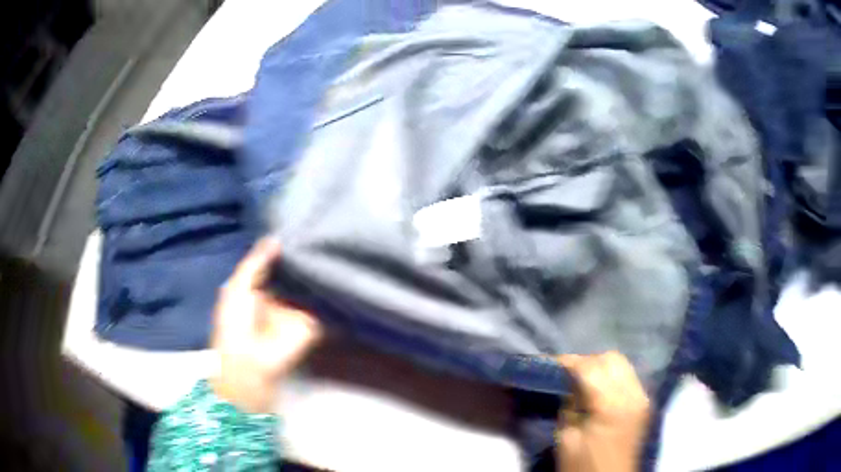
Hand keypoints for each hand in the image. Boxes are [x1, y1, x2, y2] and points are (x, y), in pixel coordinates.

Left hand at [210, 238, 321, 413]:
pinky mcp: (311, 323)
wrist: (250, 362)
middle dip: (303, 258)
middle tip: (320, 232)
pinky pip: (323, 307)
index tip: (298, 227)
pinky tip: (342, 271)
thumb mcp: (237, 286)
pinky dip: (331, 294)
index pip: (271, 263)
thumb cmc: (235, 322)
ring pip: (309, 288)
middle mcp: (277, 296)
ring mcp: (295, 310)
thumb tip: (276, 238)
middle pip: (293, 273)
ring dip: (318, 273)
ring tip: (334, 245)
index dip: (281, 249)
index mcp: (256, 288)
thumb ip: (255, 261)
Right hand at [556, 351, 650, 471]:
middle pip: (611, 359)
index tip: (549, 363)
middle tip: (566, 373)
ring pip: (622, 363)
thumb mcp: (567, 438)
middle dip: (586, 361)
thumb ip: (570, 405)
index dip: (568, 362)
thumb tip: (568, 383)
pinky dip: (611, 375)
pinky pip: (628, 375)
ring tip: (581, 379)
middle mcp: (632, 394)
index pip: (590, 368)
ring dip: (600, 366)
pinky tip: (598, 387)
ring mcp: (642, 397)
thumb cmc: (583, 466)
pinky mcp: (644, 402)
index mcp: (611, 406)